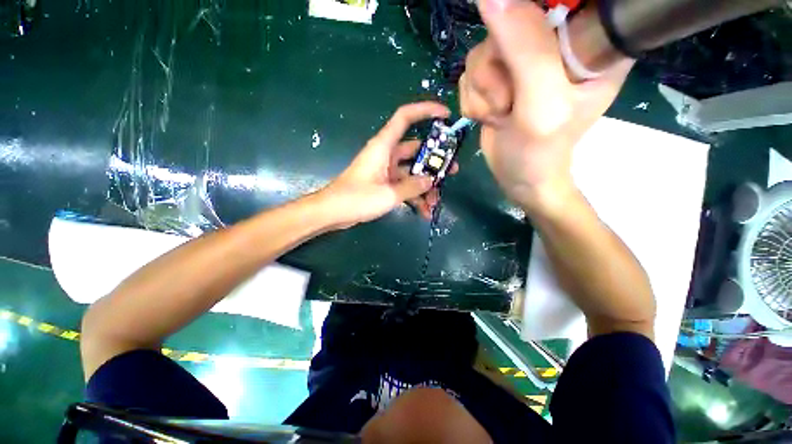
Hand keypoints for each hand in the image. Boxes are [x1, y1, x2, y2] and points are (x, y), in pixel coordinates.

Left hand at [319, 102, 452, 228]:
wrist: (331, 212)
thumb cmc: (355, 198)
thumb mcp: (388, 194)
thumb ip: (413, 186)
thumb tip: (431, 180)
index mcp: (384, 145)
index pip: (405, 117)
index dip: (426, 110)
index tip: (446, 114)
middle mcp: (387, 152)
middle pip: (416, 148)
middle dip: (435, 160)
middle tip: (453, 170)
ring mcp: (385, 167)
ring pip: (413, 169)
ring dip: (425, 183)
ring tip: (437, 201)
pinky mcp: (383, 181)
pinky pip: (405, 183)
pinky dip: (414, 195)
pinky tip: (424, 211)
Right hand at [459, 0, 632, 213]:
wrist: (522, 178)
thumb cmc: (545, 151)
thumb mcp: (544, 102)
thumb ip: (526, 48)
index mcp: (593, 49)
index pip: (571, 7)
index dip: (534, 17)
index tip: (525, 55)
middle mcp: (563, 43)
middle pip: (514, 18)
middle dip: (498, 61)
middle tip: (511, 98)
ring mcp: (533, 51)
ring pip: (488, 41)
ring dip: (484, 81)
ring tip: (504, 111)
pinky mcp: (507, 62)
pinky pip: (475, 59)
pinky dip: (476, 87)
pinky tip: (494, 108)